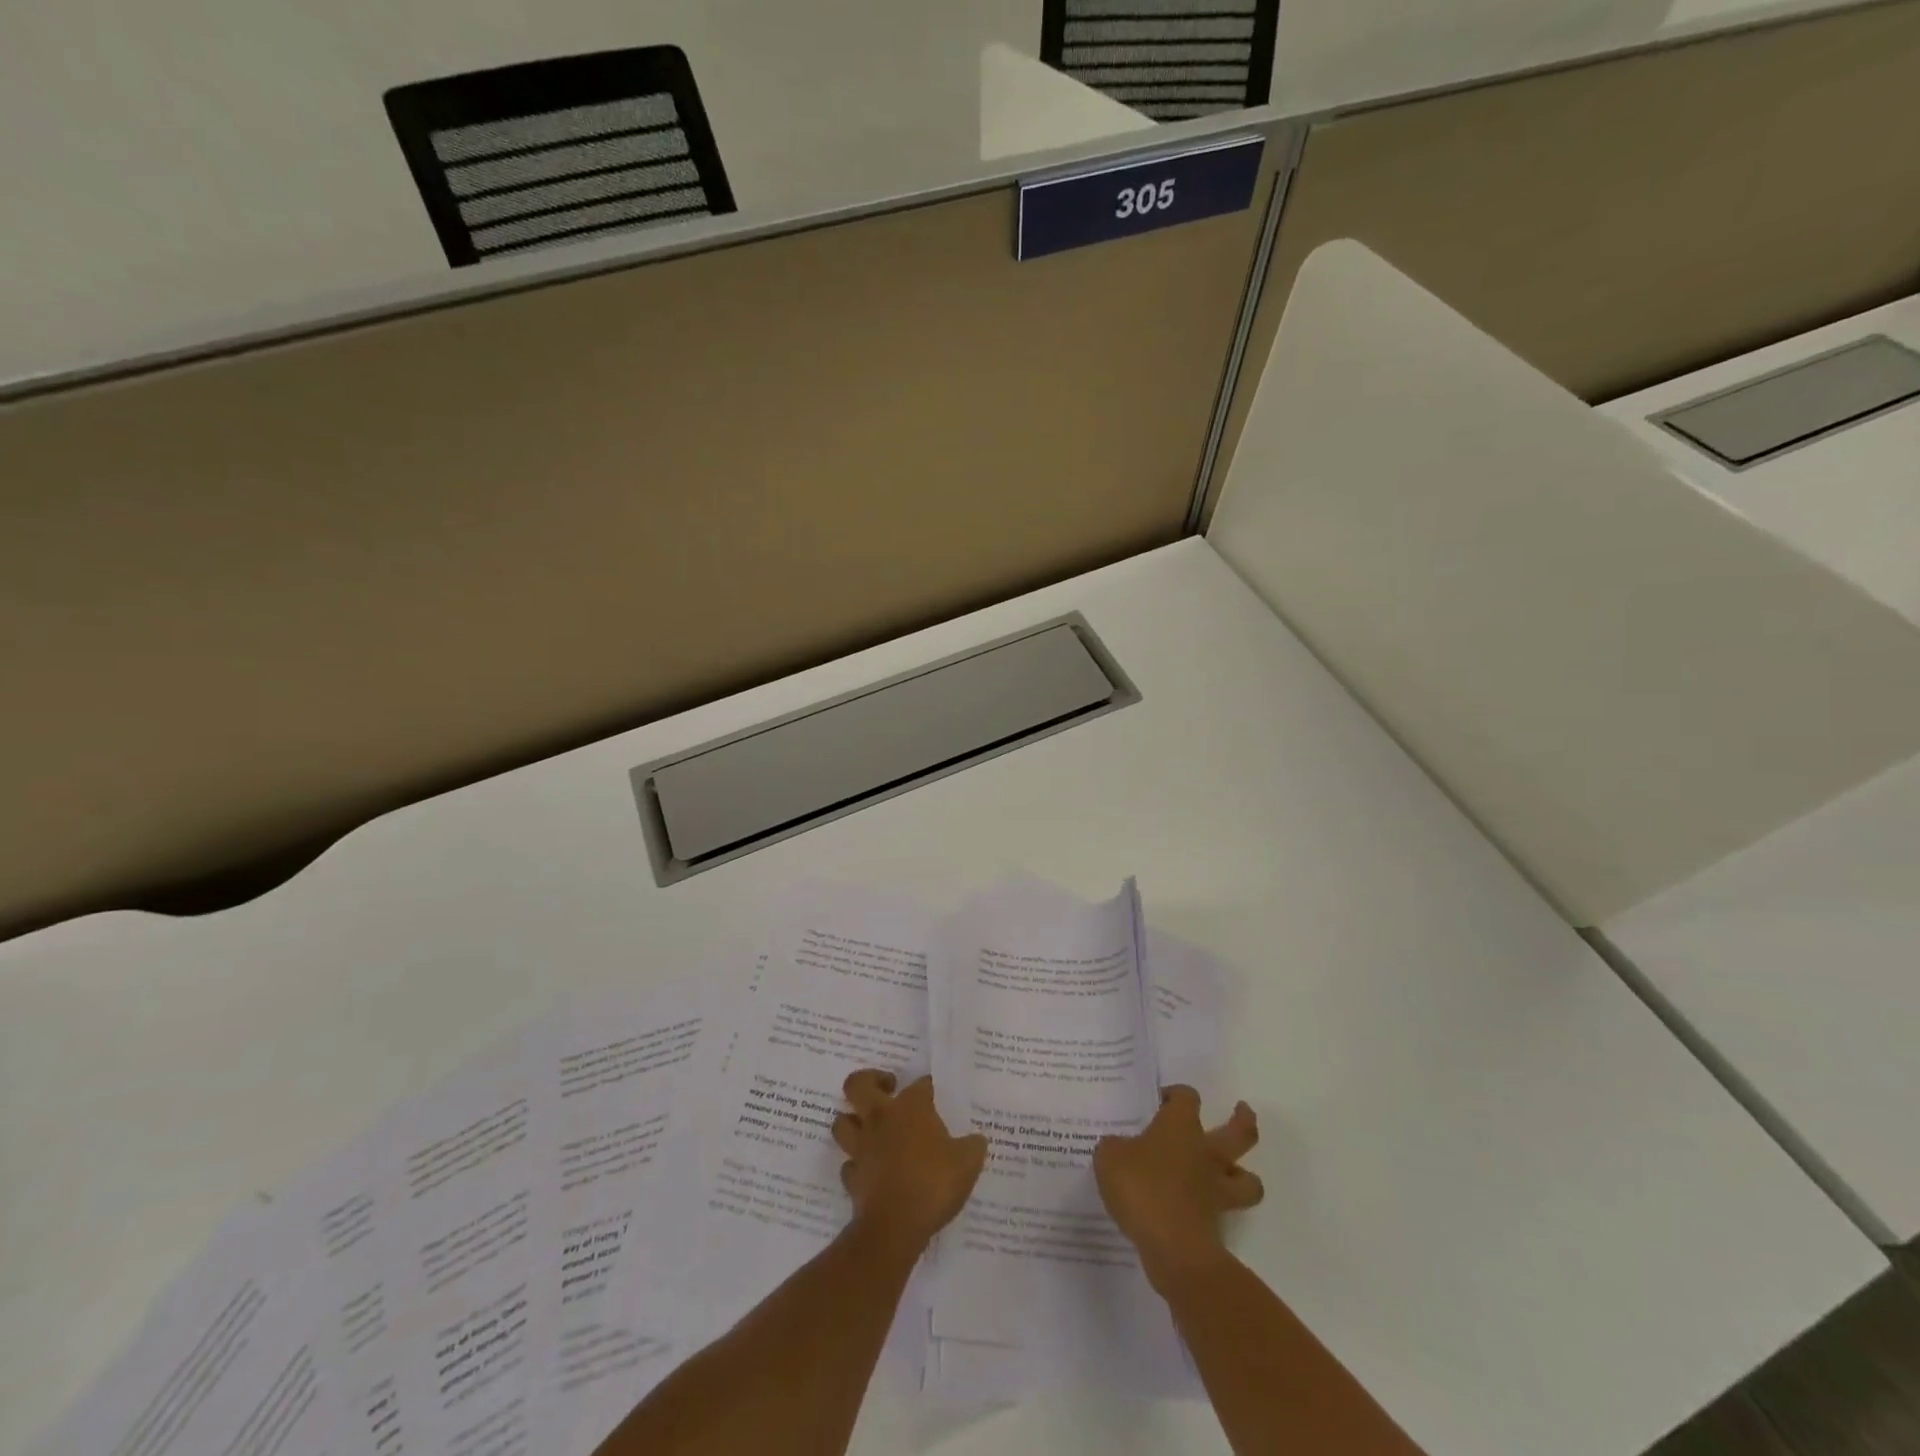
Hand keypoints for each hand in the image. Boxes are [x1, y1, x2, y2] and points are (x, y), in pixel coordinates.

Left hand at [833, 1071, 988, 1256]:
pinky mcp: (852, 1178)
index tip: (936, 1096)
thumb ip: (973, 1146)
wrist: (895, 1227)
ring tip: (871, 1127)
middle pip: (857, 1084)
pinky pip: (848, 1164)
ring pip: (842, 1123)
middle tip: (888, 1088)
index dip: (928, 1087)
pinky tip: (870, 1170)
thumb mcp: (968, 1162)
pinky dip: (857, 1165)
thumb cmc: (933, 1183)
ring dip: (853, 1121)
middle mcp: (880, 1119)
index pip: (919, 1084)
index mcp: (910, 1107)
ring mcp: (862, 1148)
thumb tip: (976, 1140)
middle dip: (870, 1080)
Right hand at [1093, 1085, 1262, 1290]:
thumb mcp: (1109, 1157)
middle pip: (1240, 1133)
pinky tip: (1196, 1212)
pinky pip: (1224, 1213)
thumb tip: (1119, 1148)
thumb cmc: (1141, 1187)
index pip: (1187, 1098)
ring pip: (1248, 1180)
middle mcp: (1206, 1153)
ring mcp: (1216, 1190)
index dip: (1176, 1095)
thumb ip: (1114, 1147)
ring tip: (1232, 1174)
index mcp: (1180, 1127)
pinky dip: (1215, 1211)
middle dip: (1243, 1121)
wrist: (1172, 1247)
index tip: (1162, 1100)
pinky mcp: (1216, 1225)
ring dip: (1244, 1175)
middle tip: (1242, 1111)